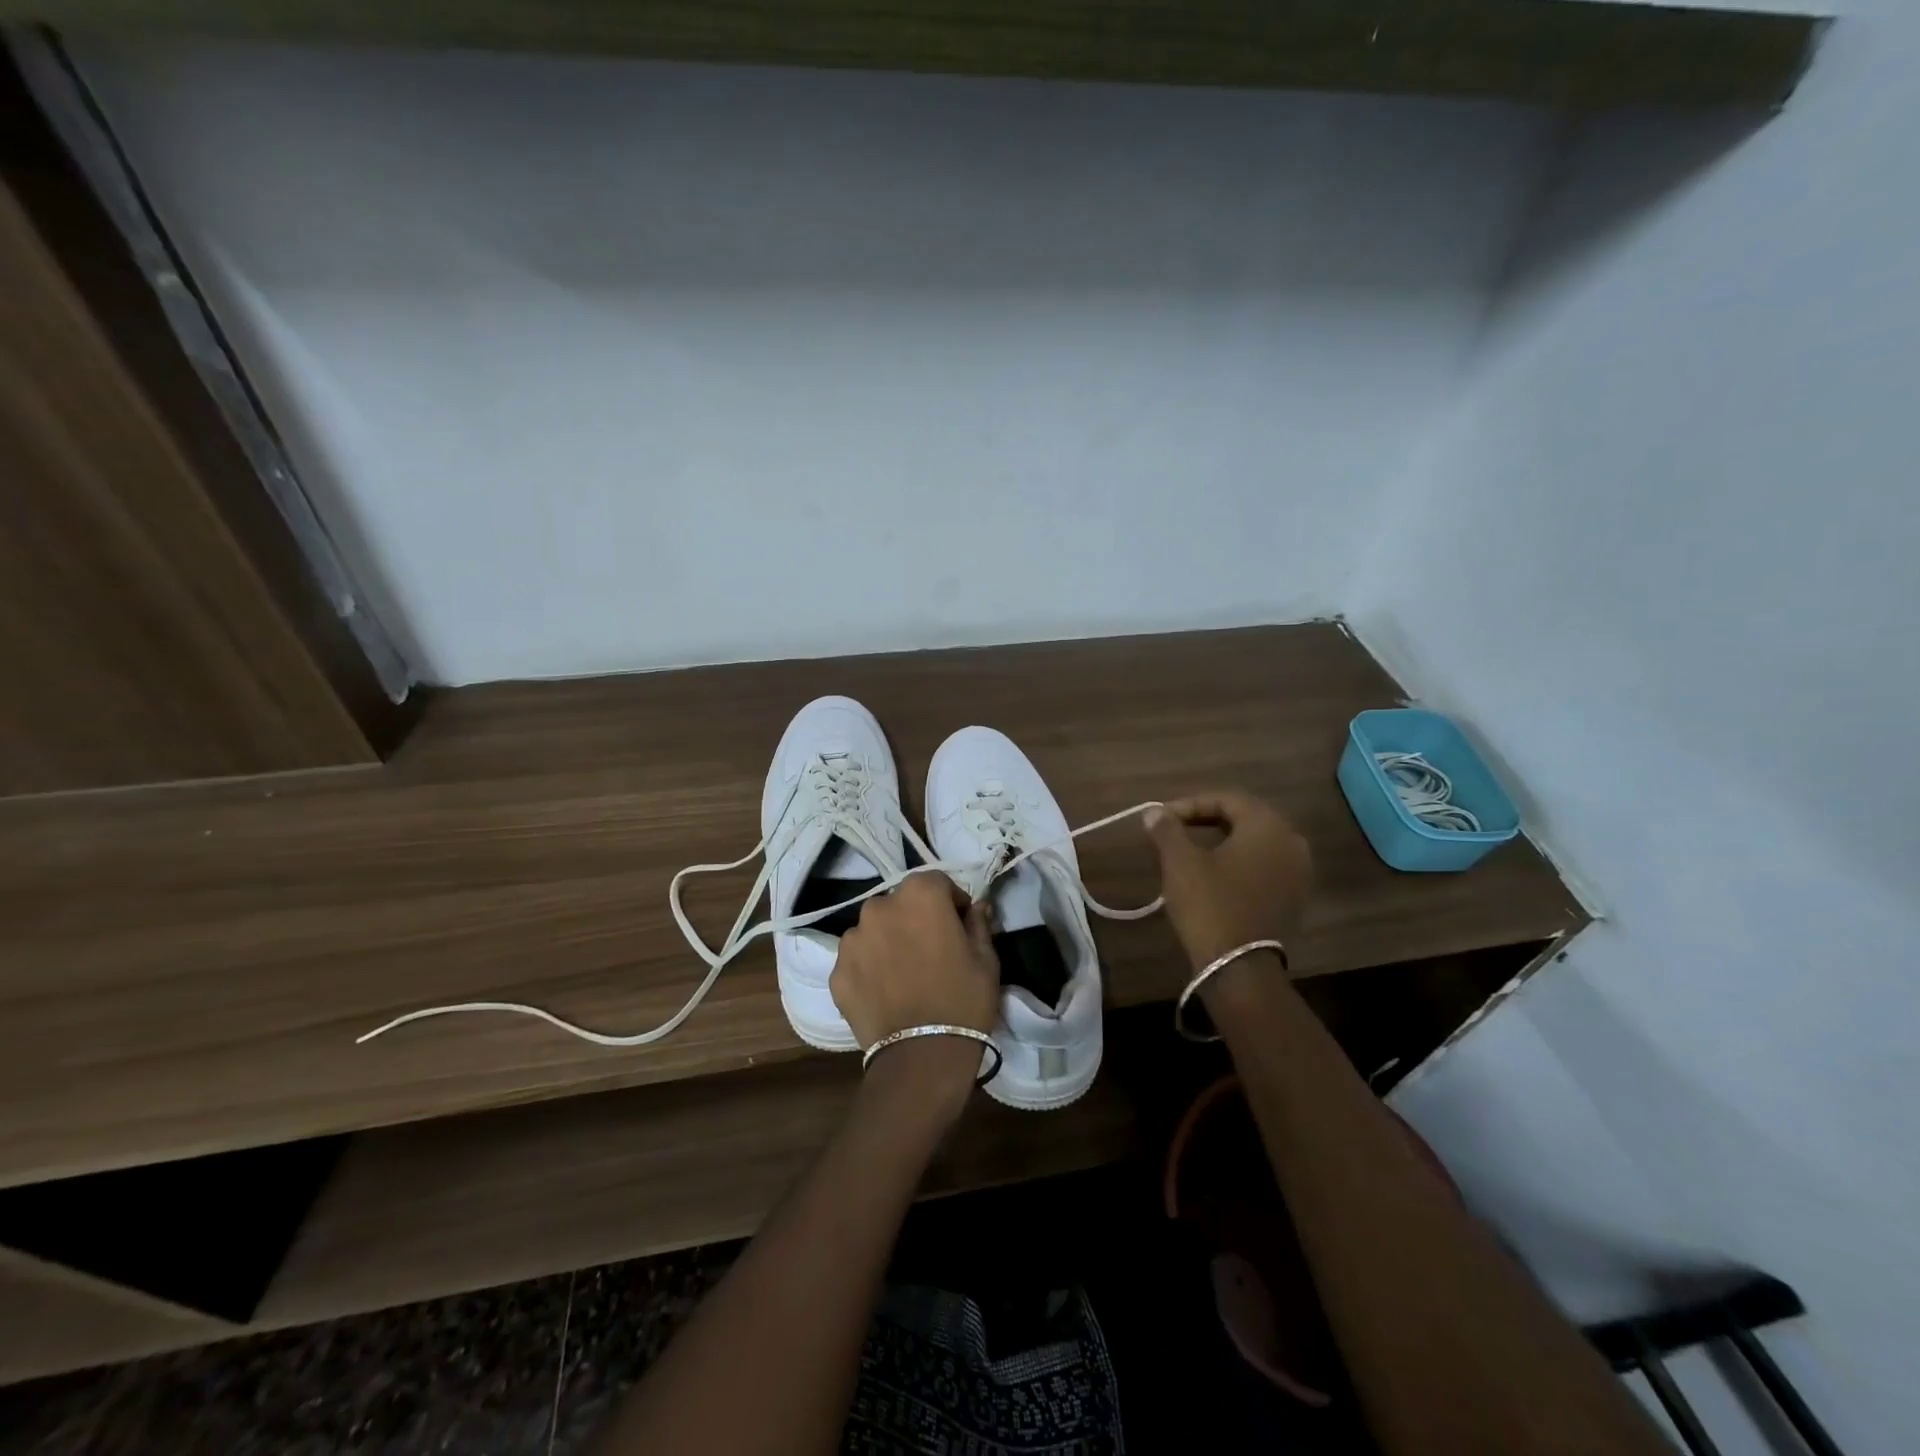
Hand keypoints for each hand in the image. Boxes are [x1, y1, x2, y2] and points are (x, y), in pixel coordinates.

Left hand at [831, 873, 1000, 1051]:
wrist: (921, 1056)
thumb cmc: (963, 1000)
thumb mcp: (986, 959)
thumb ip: (978, 923)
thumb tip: (975, 907)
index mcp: (920, 895)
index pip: (937, 883)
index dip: (952, 903)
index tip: (961, 927)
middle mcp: (880, 906)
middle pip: (901, 904)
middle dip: (916, 919)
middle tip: (932, 951)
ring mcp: (852, 939)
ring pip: (876, 930)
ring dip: (889, 941)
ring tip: (905, 974)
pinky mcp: (837, 971)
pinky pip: (858, 960)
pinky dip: (870, 968)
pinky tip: (886, 993)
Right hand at [1145, 790, 1313, 969]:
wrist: (1239, 967)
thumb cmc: (1209, 904)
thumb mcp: (1180, 862)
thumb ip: (1168, 829)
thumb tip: (1155, 812)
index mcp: (1267, 825)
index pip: (1226, 799)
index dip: (1190, 804)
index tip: (1162, 818)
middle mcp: (1291, 841)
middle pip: (1244, 817)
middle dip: (1207, 818)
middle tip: (1174, 829)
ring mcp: (1298, 871)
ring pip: (1255, 842)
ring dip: (1223, 840)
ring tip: (1191, 849)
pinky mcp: (1294, 896)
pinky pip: (1264, 865)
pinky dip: (1238, 861)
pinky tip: (1214, 873)